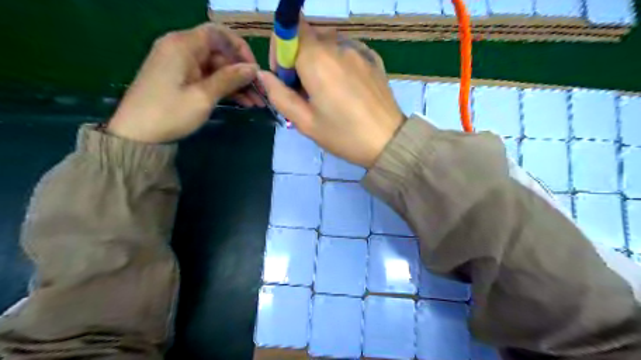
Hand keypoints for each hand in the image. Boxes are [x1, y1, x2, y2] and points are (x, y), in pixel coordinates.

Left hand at [106, 21, 261, 142]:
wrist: (137, 135)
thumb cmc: (170, 113)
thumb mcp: (203, 96)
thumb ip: (229, 79)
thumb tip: (253, 68)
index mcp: (182, 45)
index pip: (218, 33)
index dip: (239, 48)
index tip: (254, 68)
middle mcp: (181, 49)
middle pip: (219, 53)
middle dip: (241, 71)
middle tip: (261, 92)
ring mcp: (181, 65)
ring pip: (217, 68)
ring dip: (237, 83)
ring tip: (256, 101)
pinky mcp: (182, 79)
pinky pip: (208, 78)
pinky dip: (225, 88)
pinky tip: (243, 102)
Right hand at [257, 20, 401, 168]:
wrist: (388, 141)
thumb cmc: (343, 135)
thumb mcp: (305, 122)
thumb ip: (279, 95)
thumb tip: (264, 75)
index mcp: (317, 59)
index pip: (288, 31)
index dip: (280, 51)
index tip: (284, 78)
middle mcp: (338, 46)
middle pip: (308, 36)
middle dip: (298, 58)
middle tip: (303, 90)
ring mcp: (359, 50)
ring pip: (328, 43)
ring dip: (318, 60)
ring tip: (325, 91)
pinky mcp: (373, 58)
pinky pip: (346, 51)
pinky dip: (337, 62)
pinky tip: (344, 87)